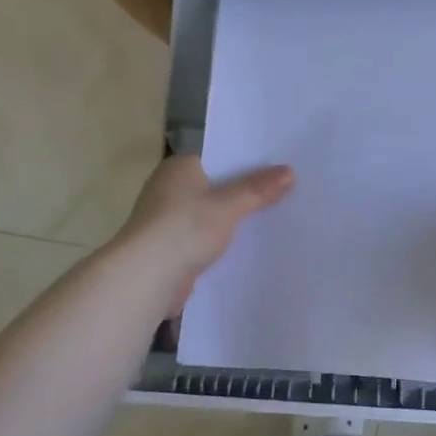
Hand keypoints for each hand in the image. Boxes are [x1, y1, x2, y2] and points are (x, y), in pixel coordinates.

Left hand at [116, 156, 294, 314]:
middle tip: (283, 195)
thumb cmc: (184, 228)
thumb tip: (289, 171)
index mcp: (179, 167)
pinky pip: (202, 239)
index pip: (218, 158)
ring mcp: (166, 219)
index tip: (276, 170)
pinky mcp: (168, 247)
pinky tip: (245, 249)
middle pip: (215, 187)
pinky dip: (219, 243)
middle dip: (242, 194)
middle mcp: (168, 188)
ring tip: (271, 221)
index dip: (246, 164)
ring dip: (230, 221)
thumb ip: (258, 190)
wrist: (146, 277)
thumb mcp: (228, 206)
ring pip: (209, 215)